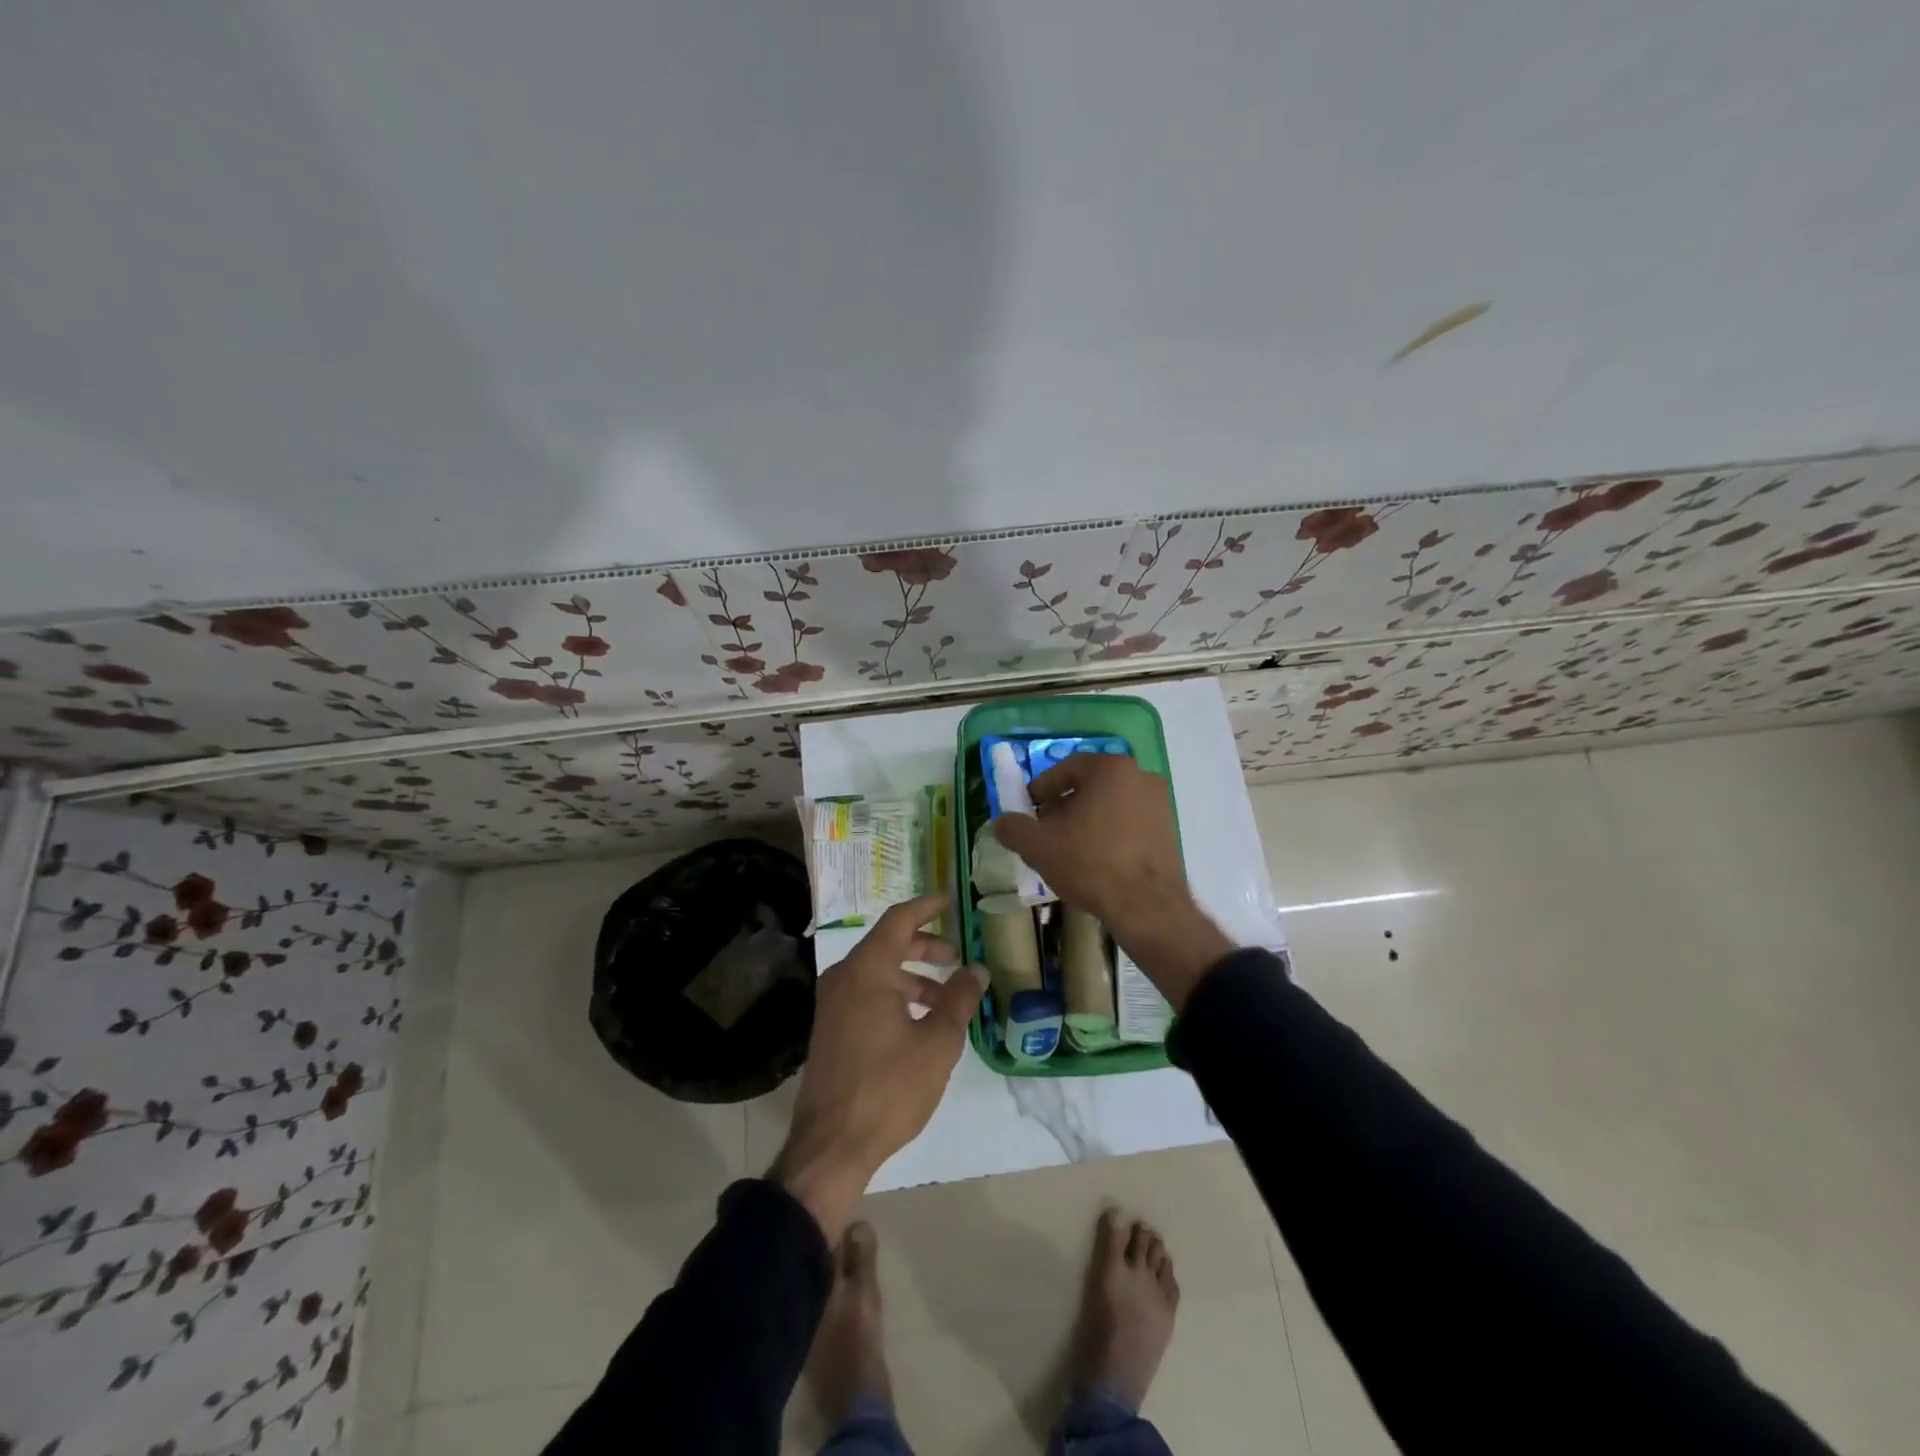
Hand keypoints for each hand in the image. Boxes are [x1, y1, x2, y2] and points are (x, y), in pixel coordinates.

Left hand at [771, 894, 986, 1236]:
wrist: (831, 1145)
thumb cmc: (888, 1087)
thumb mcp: (936, 1043)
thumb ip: (958, 999)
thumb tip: (975, 969)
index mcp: (867, 969)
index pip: (899, 920)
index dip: (926, 907)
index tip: (950, 903)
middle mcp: (845, 976)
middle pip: (888, 944)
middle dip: (925, 946)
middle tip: (956, 957)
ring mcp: (833, 1003)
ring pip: (878, 972)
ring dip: (913, 976)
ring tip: (946, 997)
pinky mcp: (831, 1027)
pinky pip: (867, 993)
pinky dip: (895, 995)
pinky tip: (920, 1022)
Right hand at [991, 754, 1232, 1010]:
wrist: (1147, 907)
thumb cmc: (1090, 864)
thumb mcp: (1038, 846)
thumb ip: (1014, 828)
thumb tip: (1001, 822)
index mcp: (1110, 768)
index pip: (1065, 768)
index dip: (1041, 790)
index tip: (1028, 811)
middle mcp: (1140, 776)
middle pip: (1090, 785)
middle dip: (1064, 806)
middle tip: (1046, 831)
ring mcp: (1160, 803)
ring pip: (1111, 804)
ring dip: (1087, 821)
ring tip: (1070, 850)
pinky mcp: (1170, 829)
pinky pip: (1130, 823)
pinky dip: (1111, 834)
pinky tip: (1098, 861)